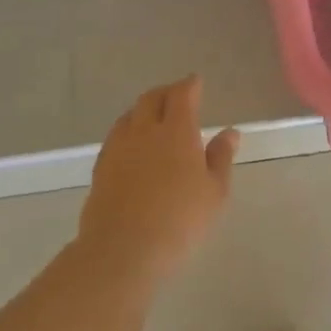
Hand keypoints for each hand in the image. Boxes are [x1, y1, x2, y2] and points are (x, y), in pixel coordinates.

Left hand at [79, 76, 238, 278]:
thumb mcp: (214, 192)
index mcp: (176, 131)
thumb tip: (229, 132)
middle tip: (177, 96)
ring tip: (154, 118)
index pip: (182, 95)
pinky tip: (133, 145)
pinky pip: (116, 136)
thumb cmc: (180, 220)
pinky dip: (129, 131)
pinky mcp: (101, 167)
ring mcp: (118, 147)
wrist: (123, 248)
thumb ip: (221, 157)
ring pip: (130, 115)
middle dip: (166, 92)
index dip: (190, 85)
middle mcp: (144, 131)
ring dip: (144, 110)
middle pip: (151, 98)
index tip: (196, 82)